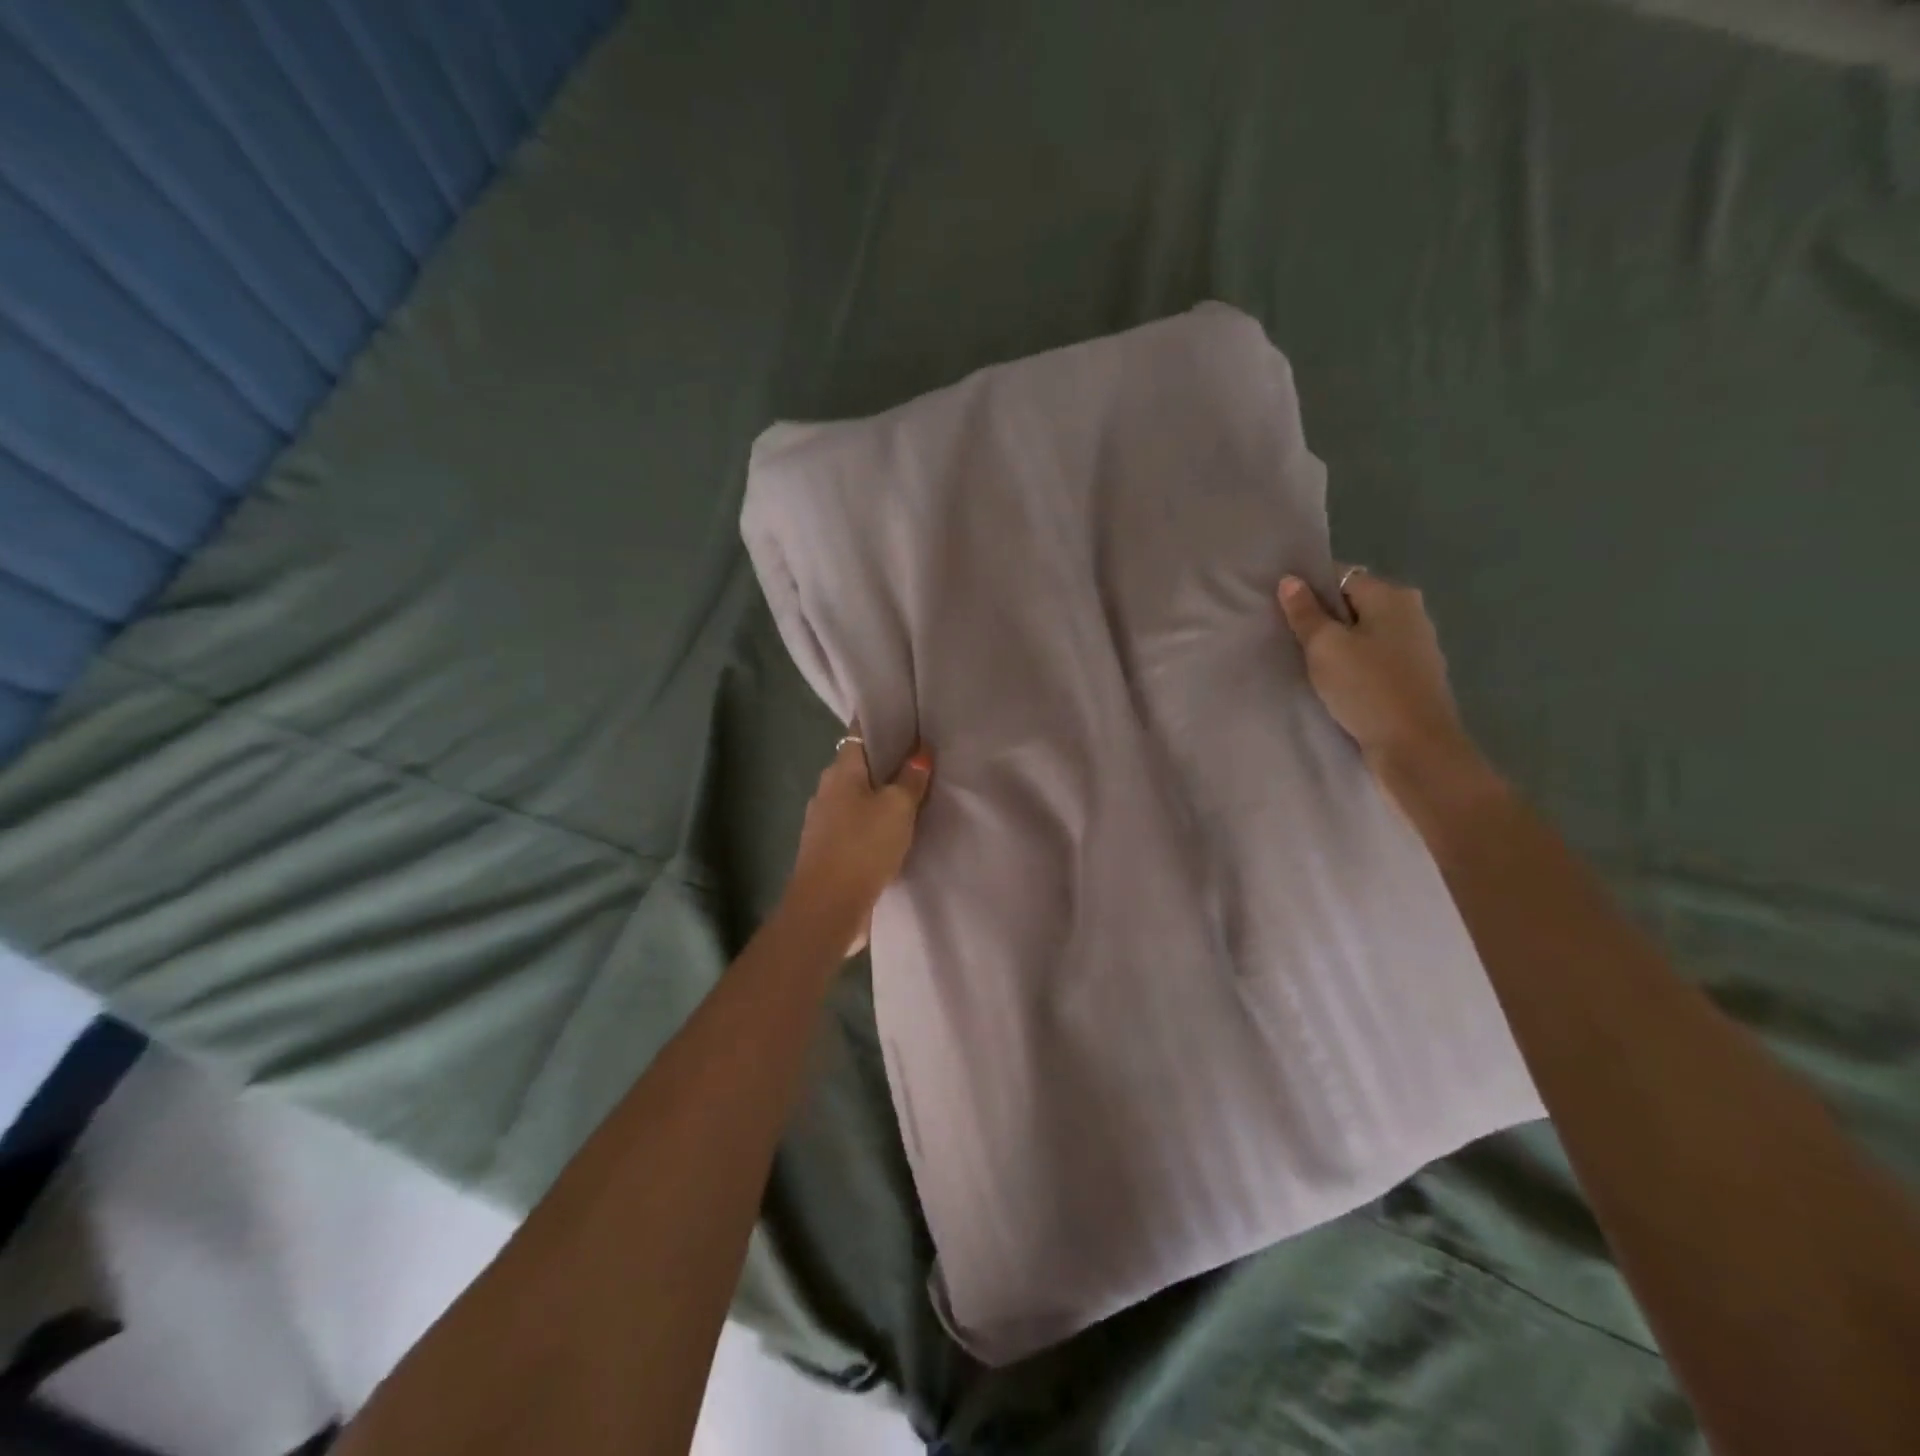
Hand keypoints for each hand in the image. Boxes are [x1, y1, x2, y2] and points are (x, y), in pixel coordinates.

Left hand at [783, 730, 933, 955]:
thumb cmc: (863, 847)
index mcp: (840, 770)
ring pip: (857, 795)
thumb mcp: (898, 809)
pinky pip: (855, 822)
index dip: (881, 722)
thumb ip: (911, 779)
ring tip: (913, 795)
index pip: (859, 732)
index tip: (906, 719)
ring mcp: (823, 820)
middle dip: (886, 761)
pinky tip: (894, 829)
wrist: (827, 907)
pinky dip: (873, 820)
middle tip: (920, 759)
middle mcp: (826, 789)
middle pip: (859, 764)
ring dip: (880, 794)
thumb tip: (919, 752)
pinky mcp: (827, 848)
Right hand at [1277, 567, 1479, 784]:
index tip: (1281, 610)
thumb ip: (1305, 613)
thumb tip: (1290, 580)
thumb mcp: (1325, 647)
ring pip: (1363, 633)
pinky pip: (1373, 658)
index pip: (1340, 576)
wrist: (1416, 748)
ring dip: (1336, 644)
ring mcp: (1415, 646)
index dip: (1308, 589)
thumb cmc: (1367, 689)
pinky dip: (1352, 664)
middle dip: (1322, 618)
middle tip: (1288, 638)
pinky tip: (1333, 683)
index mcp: (1392, 596)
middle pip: (1353, 604)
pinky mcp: (1413, 676)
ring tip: (1306, 663)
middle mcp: (1410, 613)